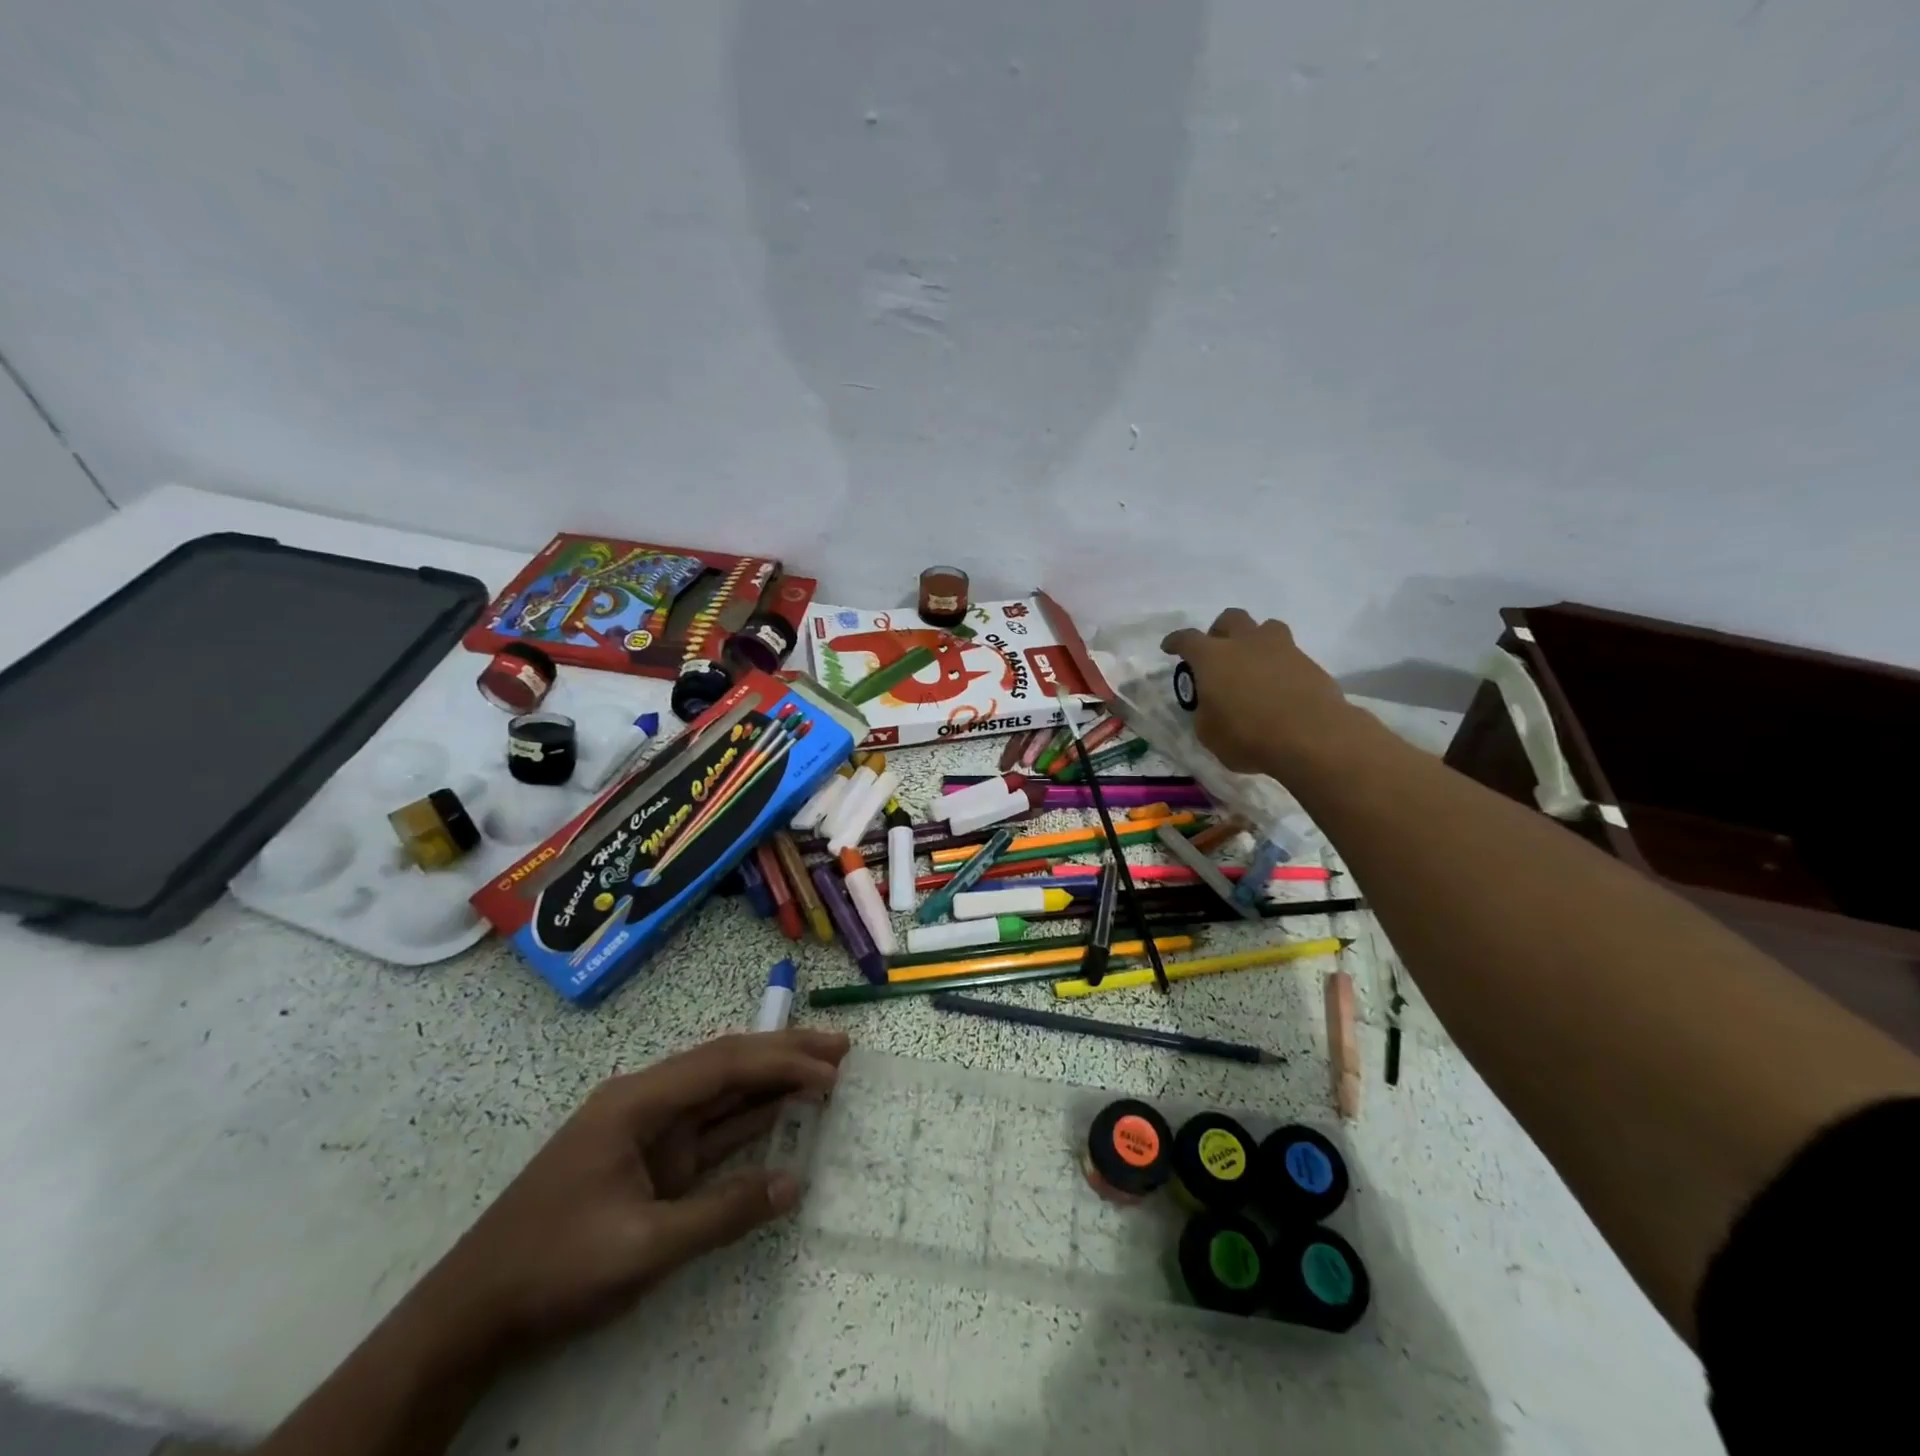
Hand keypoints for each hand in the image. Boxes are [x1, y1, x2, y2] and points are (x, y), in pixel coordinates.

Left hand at [406, 1028, 848, 1361]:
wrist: (472, 1314)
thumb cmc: (553, 1268)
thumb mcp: (641, 1247)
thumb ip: (721, 1213)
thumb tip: (794, 1184)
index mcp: (638, 1101)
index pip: (724, 1065)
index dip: (781, 1061)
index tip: (830, 1069)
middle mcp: (646, 1101)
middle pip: (726, 1065)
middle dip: (784, 1055)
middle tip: (841, 1051)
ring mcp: (648, 1130)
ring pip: (721, 1092)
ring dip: (771, 1081)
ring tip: (824, 1071)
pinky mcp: (651, 1160)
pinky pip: (710, 1129)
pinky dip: (749, 1120)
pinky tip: (782, 1113)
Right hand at [1161, 609, 1358, 778]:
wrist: (1312, 737)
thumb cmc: (1248, 736)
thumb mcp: (1209, 733)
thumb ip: (1206, 712)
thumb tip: (1212, 705)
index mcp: (1213, 657)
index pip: (1187, 639)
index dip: (1176, 642)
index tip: (1170, 647)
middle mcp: (1246, 643)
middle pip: (1231, 619)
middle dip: (1220, 631)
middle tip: (1217, 652)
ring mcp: (1282, 649)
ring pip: (1266, 628)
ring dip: (1255, 640)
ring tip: (1253, 664)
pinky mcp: (1309, 663)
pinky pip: (1289, 654)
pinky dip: (1279, 665)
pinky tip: (1278, 688)